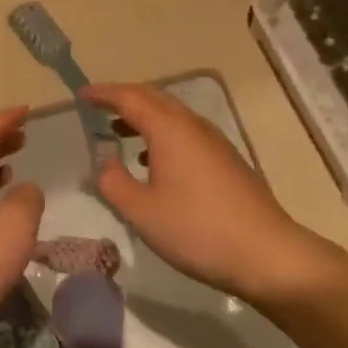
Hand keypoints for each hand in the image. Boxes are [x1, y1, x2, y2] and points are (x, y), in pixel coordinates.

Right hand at [83, 83, 347, 309]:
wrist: (266, 254)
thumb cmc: (196, 229)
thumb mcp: (141, 211)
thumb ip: (113, 181)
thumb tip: (103, 159)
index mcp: (170, 130)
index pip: (130, 97)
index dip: (103, 93)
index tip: (81, 94)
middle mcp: (193, 126)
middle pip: (154, 99)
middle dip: (124, 99)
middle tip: (98, 108)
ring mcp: (215, 142)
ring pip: (173, 116)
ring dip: (144, 118)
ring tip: (119, 133)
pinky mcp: (227, 161)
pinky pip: (186, 133)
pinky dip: (162, 135)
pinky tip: (154, 162)